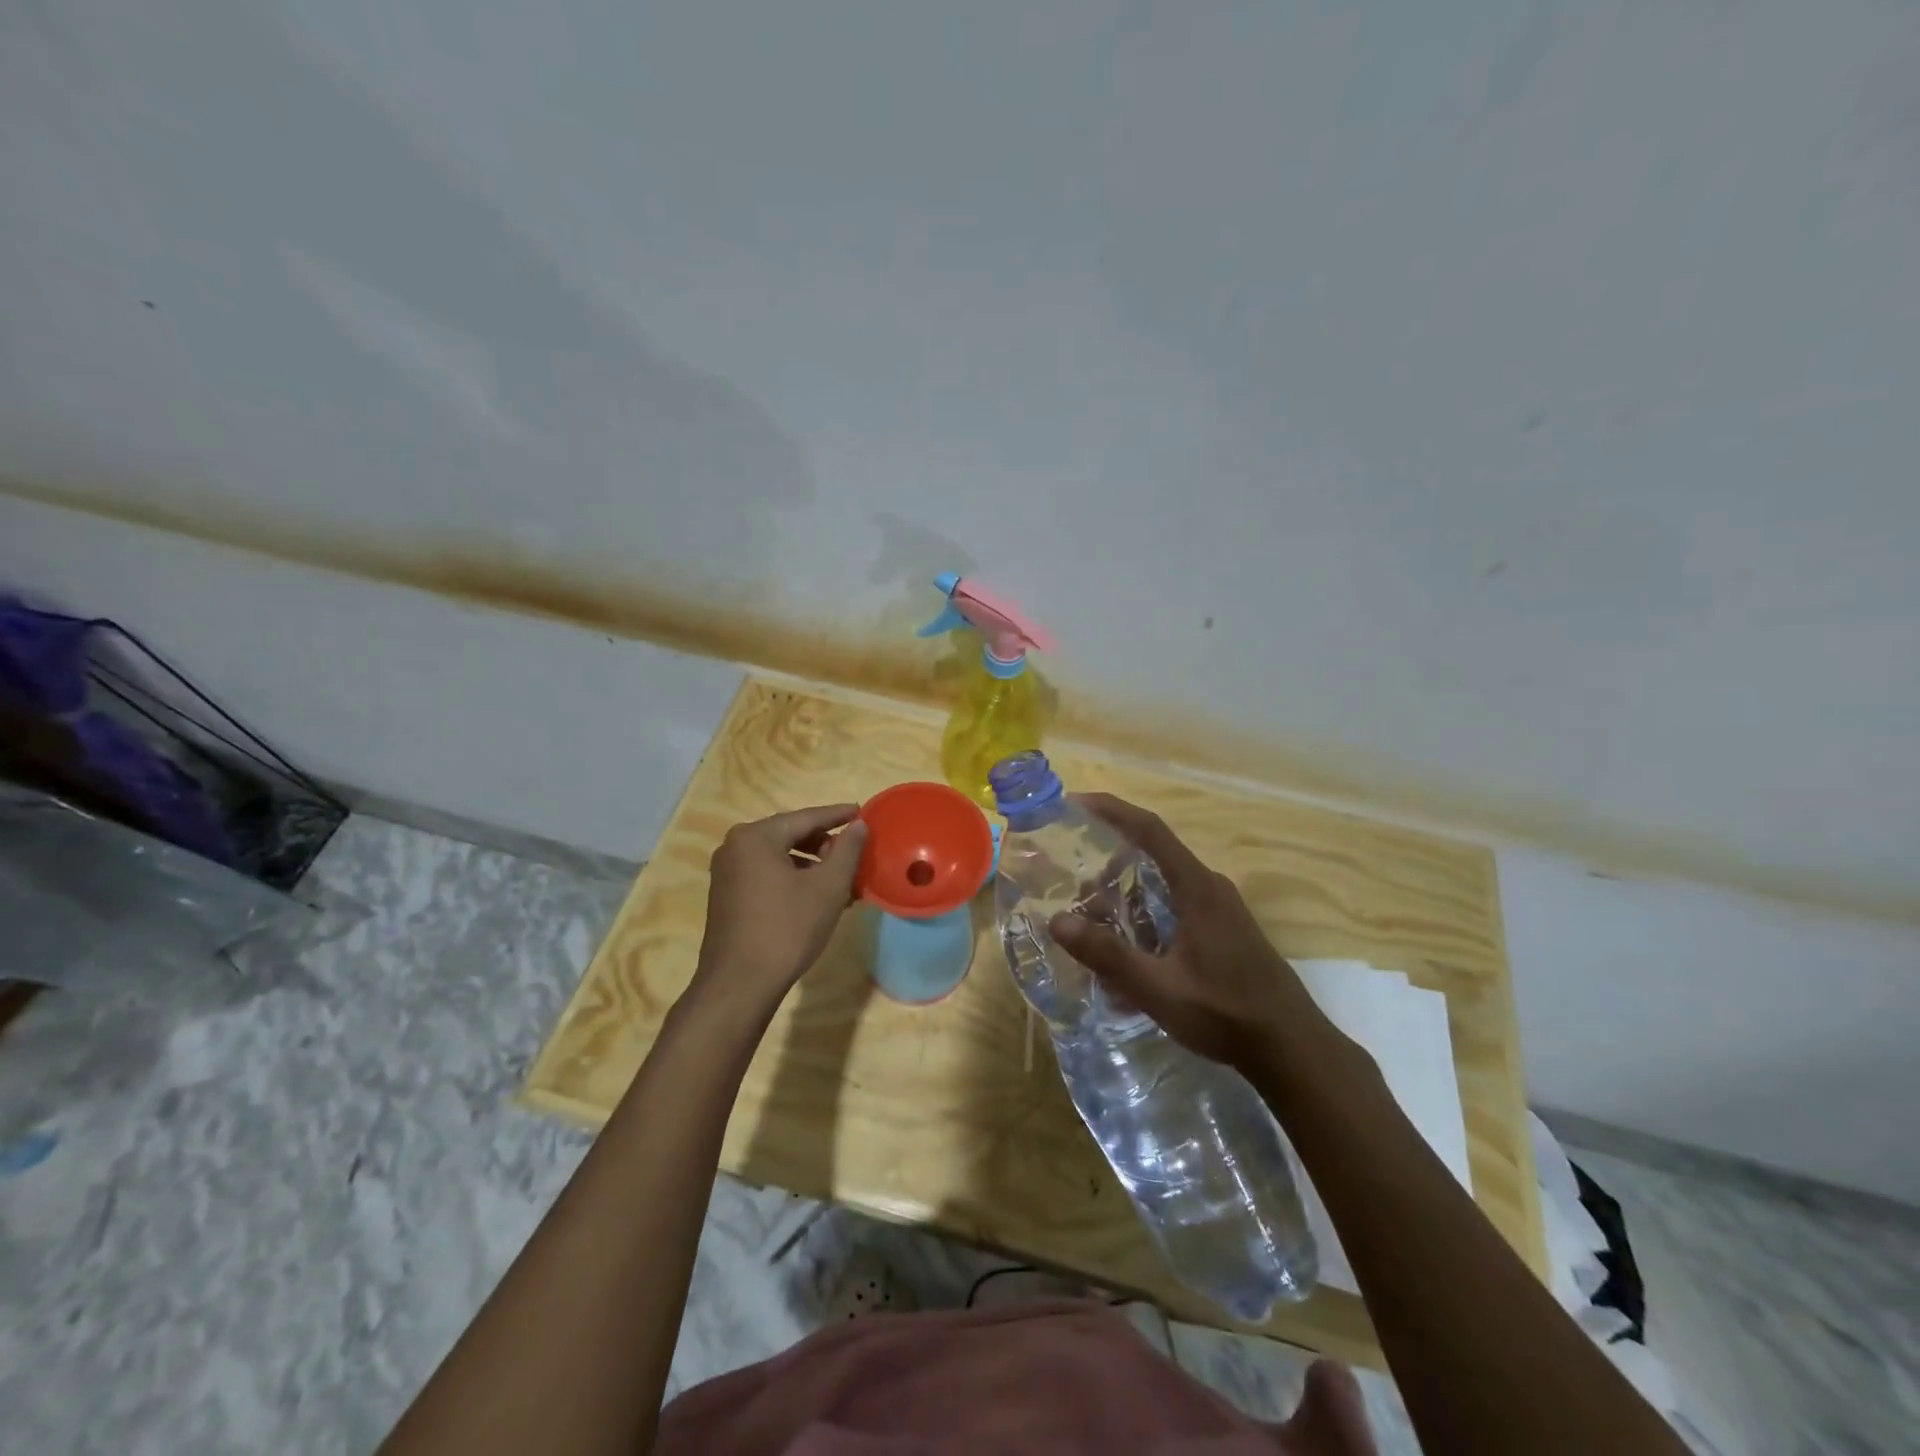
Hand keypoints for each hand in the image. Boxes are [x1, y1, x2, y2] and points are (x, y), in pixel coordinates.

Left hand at [690, 804, 868, 1018]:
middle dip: (825, 843)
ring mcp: (726, 873)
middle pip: (789, 835)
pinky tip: (815, 896)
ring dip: (811, 864)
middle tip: (854, 851)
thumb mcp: (828, 887)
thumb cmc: (787, 928)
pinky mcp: (726, 896)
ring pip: (778, 857)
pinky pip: (766, 874)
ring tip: (841, 880)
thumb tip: (859, 825)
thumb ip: (847, 850)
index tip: (861, 812)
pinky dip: (792, 878)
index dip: (837, 815)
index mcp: (756, 837)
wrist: (739, 985)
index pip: (806, 817)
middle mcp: (735, 847)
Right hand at [1049, 793, 1333, 1073]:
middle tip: (1072, 885)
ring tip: (1092, 922)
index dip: (1111, 809)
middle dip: (1109, 864)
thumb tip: (1057, 922)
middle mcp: (1209, 887)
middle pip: (1152, 856)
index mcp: (1197, 887)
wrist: (1292, 1048)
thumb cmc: (1226, 1013)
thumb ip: (1108, 955)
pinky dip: (1144, 917)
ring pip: (1162, 886)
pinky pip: (1175, 908)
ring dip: (1126, 896)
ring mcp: (1220, 909)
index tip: (1075, 802)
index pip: (1149, 829)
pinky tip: (1128, 954)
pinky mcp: (1224, 931)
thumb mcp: (1159, 989)